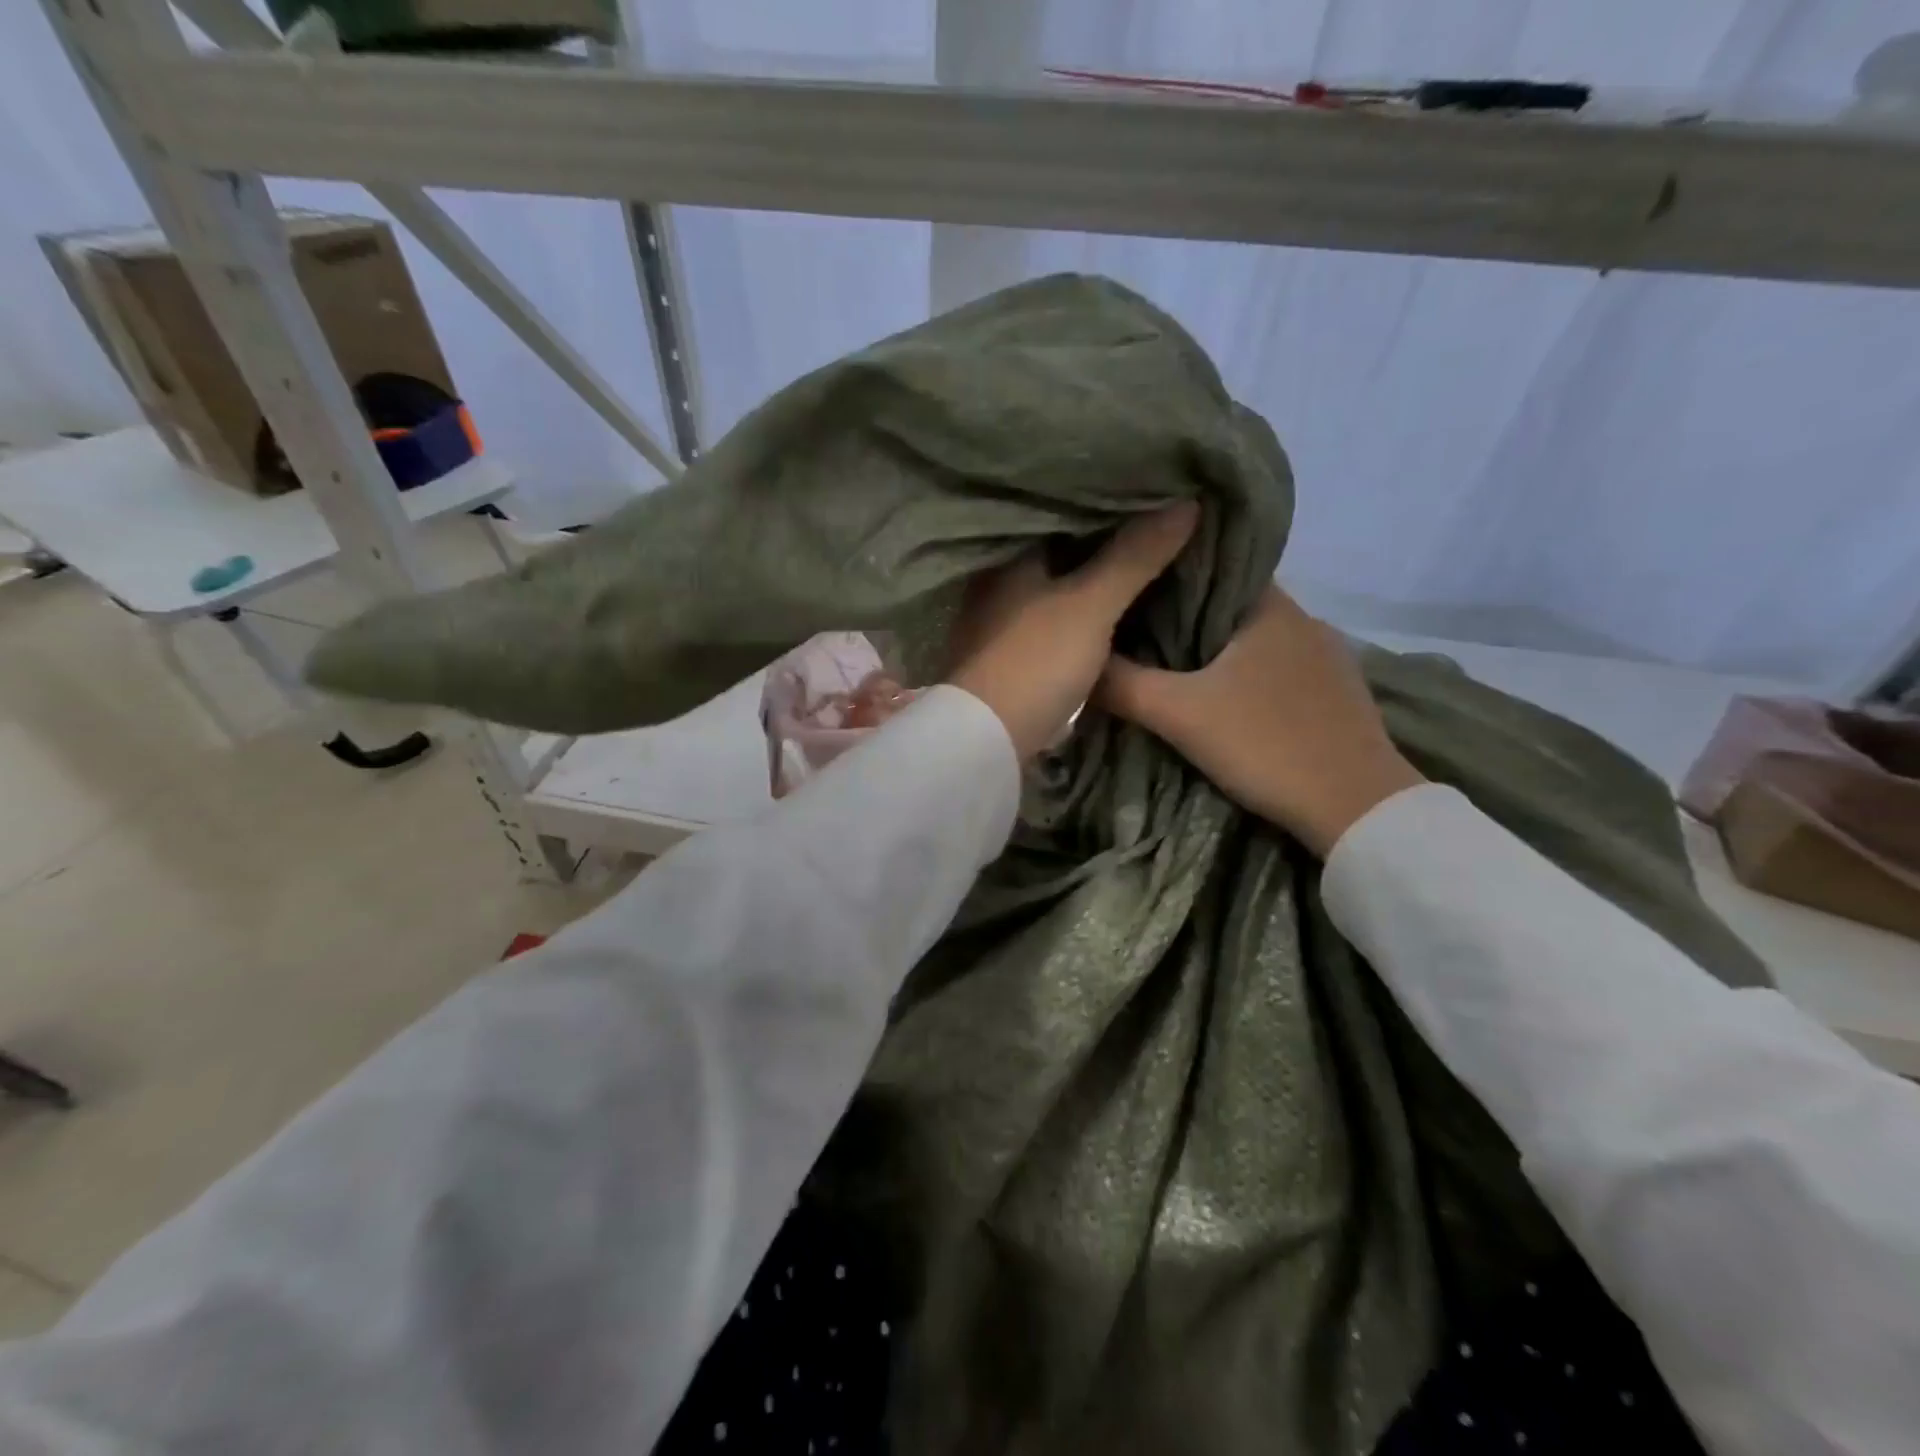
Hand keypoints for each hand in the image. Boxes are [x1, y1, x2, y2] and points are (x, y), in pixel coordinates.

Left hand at [948, 504, 1198, 760]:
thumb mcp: (1091, 603)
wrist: (988, 740)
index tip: (1146, 494)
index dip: (1103, 504)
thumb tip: (1186, 501)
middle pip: (1058, 553)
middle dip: (1100, 544)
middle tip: (1153, 526)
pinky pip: (1052, 622)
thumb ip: (1135, 555)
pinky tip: (1108, 612)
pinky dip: (1079, 614)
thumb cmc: (1036, 660)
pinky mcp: (1008, 658)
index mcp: (1009, 558)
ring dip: (1091, 581)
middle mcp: (997, 584)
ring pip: (1055, 589)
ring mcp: (999, 623)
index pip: (1059, 513)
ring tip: (1141, 562)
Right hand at [1097, 584, 1425, 854]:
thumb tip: (1080, 663)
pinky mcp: (1339, 693)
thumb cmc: (1266, 744)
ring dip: (1222, 650)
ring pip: (1258, 640)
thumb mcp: (1180, 715)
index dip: (1170, 577)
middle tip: (1140, 635)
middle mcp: (1305, 619)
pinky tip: (1229, 699)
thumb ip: (1123, 685)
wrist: (1356, 807)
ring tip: (1175, 667)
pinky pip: (1281, 668)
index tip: (1133, 592)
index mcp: (1270, 607)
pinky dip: (1250, 674)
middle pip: (1233, 606)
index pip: (1213, 568)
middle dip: (1189, 619)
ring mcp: (1329, 657)